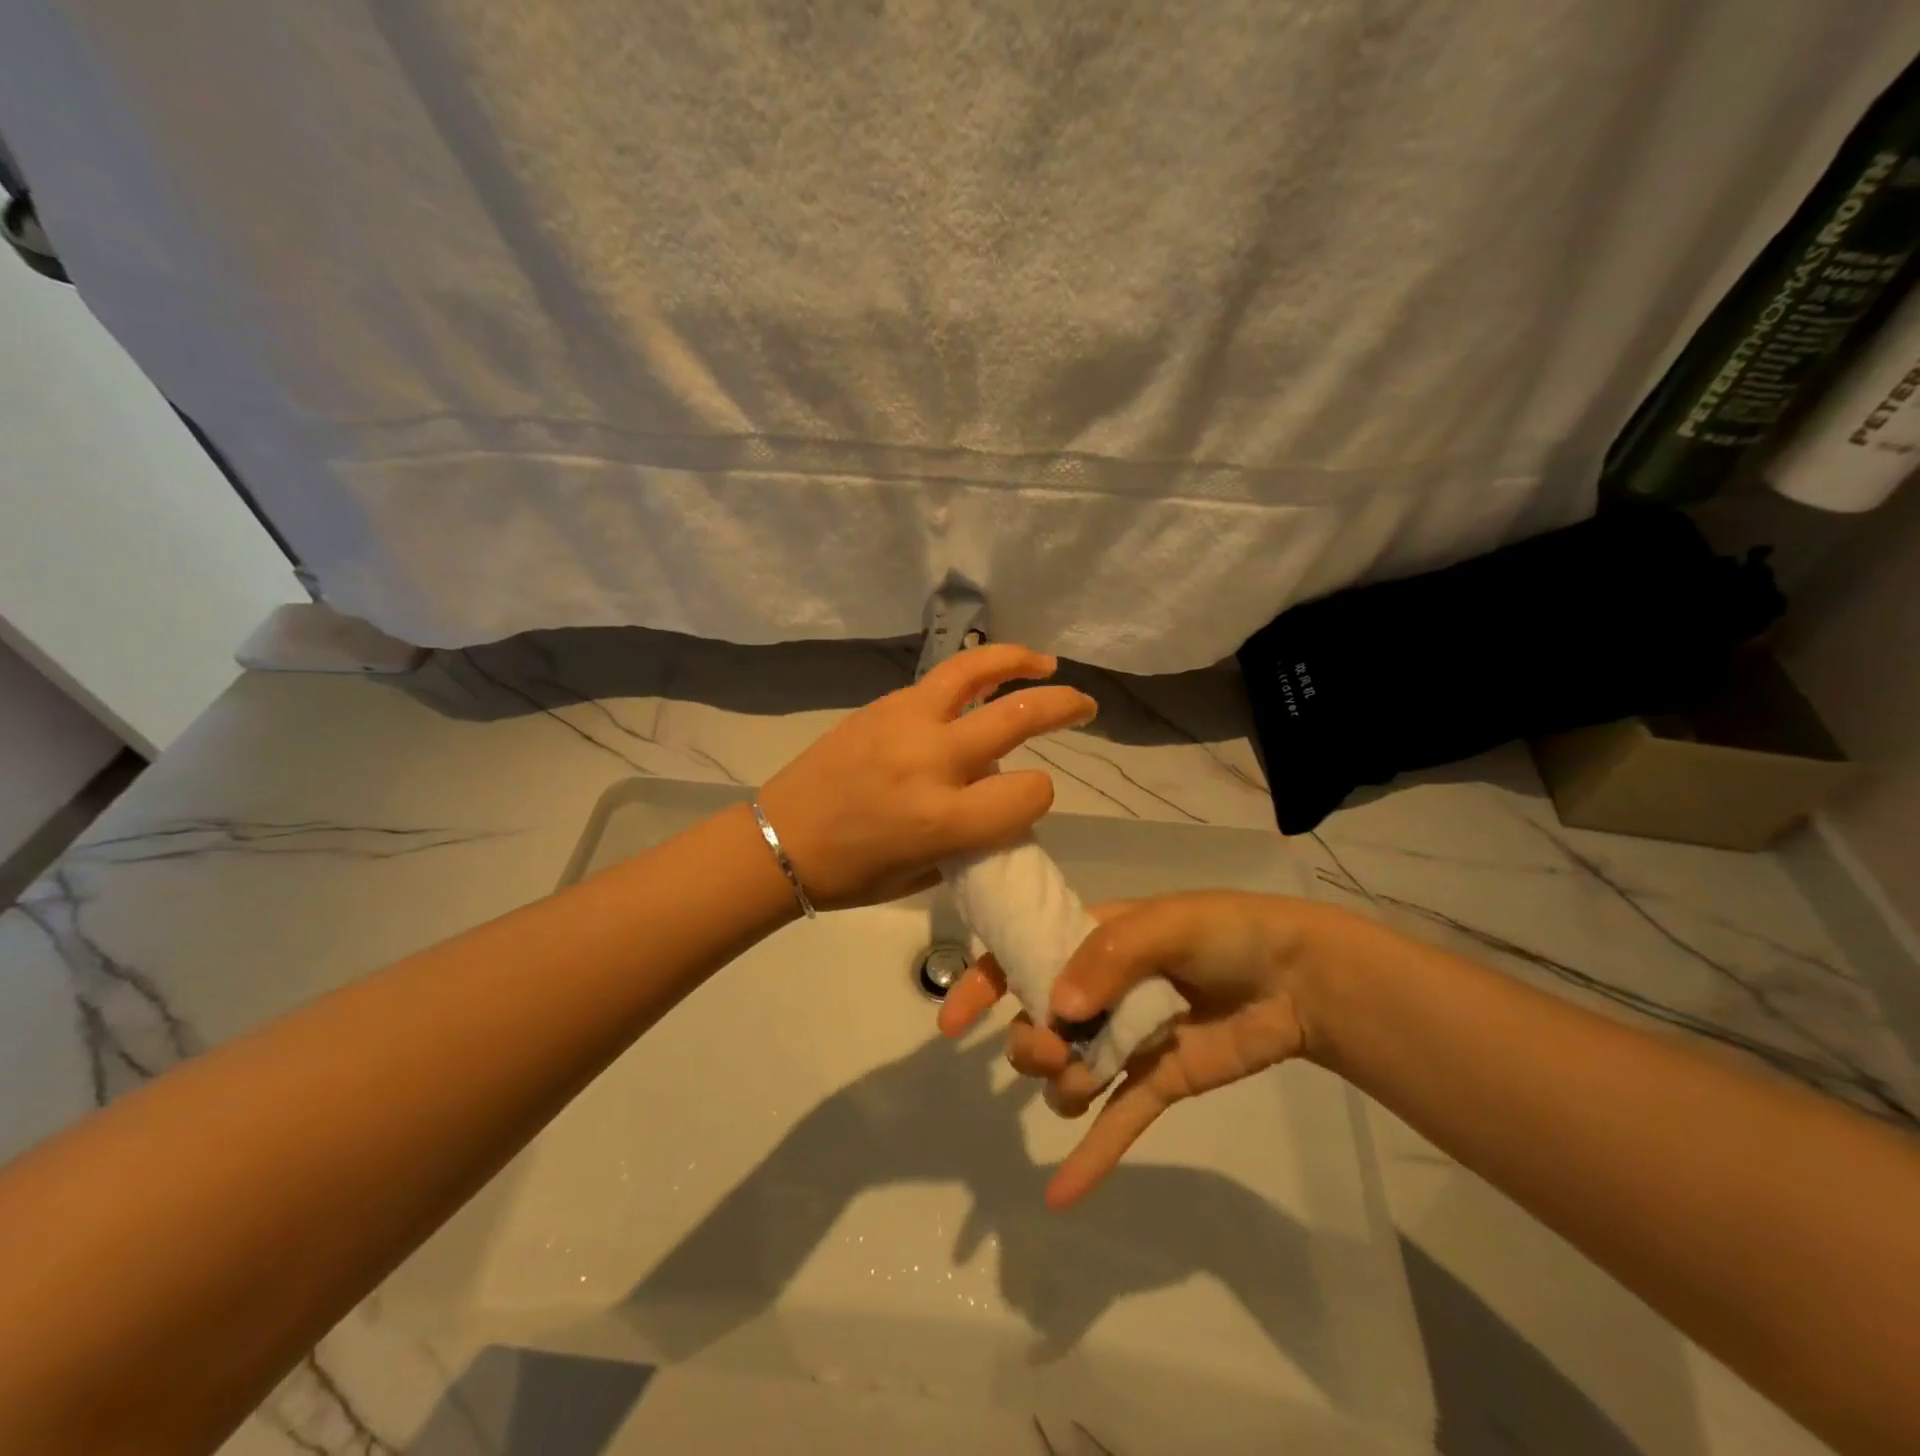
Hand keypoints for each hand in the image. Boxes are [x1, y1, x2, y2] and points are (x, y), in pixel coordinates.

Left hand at [755, 644, 1094, 909]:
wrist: (779, 839)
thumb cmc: (851, 874)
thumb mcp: (925, 872)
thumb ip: (973, 838)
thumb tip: (1001, 803)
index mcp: (941, 819)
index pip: (1028, 793)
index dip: (1039, 797)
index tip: (1027, 801)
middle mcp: (930, 761)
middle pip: (1017, 718)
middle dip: (1063, 706)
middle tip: (1084, 704)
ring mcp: (904, 723)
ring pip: (976, 671)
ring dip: (1018, 660)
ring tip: (1044, 662)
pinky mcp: (883, 705)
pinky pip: (939, 681)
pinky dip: (972, 675)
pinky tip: (982, 682)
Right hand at [939, 892, 1344, 1206]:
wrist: (1297, 977)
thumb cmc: (1225, 932)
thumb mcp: (1164, 925)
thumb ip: (1107, 959)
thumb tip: (1056, 1010)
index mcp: (1089, 943)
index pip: (1019, 958)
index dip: (981, 985)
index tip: (952, 1022)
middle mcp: (1098, 992)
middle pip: (1035, 1025)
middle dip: (1030, 1045)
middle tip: (1052, 1050)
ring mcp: (1124, 1040)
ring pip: (1067, 1075)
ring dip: (1063, 1088)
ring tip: (1085, 1083)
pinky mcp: (1156, 1081)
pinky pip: (1115, 1123)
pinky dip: (1090, 1159)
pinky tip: (1059, 1197)